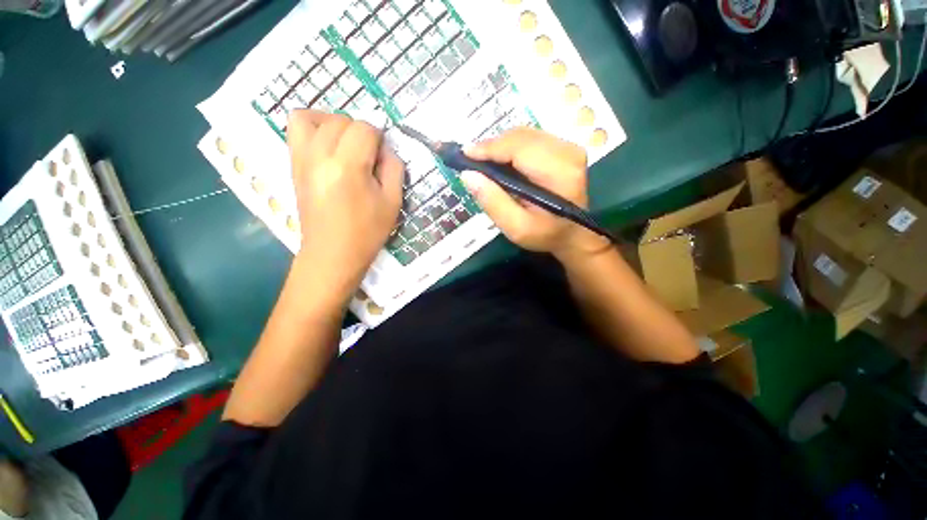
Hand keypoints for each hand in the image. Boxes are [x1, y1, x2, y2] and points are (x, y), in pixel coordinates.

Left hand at [287, 110, 403, 304]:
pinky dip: (313, 126)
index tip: (382, 159)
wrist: (333, 253)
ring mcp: (301, 158)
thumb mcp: (393, 202)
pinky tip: (327, 146)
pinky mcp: (293, 164)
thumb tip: (385, 149)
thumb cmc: (367, 232)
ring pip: (314, 117)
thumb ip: (394, 168)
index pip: (364, 129)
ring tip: (346, 145)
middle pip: (341, 120)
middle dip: (360, 132)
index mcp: (348, 167)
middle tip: (368, 157)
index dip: (379, 139)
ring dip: (335, 124)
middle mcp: (319, 155)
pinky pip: (295, 128)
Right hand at [460, 127, 609, 262]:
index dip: (489, 148)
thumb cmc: (545, 234)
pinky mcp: (565, 147)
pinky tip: (502, 162)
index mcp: (559, 173)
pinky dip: (511, 148)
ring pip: (524, 135)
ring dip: (501, 147)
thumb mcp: (516, 228)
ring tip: (484, 163)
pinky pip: (531, 139)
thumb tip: (468, 175)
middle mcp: (568, 152)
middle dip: (492, 147)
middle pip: (520, 137)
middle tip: (472, 162)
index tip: (464, 154)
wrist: (572, 234)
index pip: (519, 148)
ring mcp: (568, 147)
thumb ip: (493, 202)